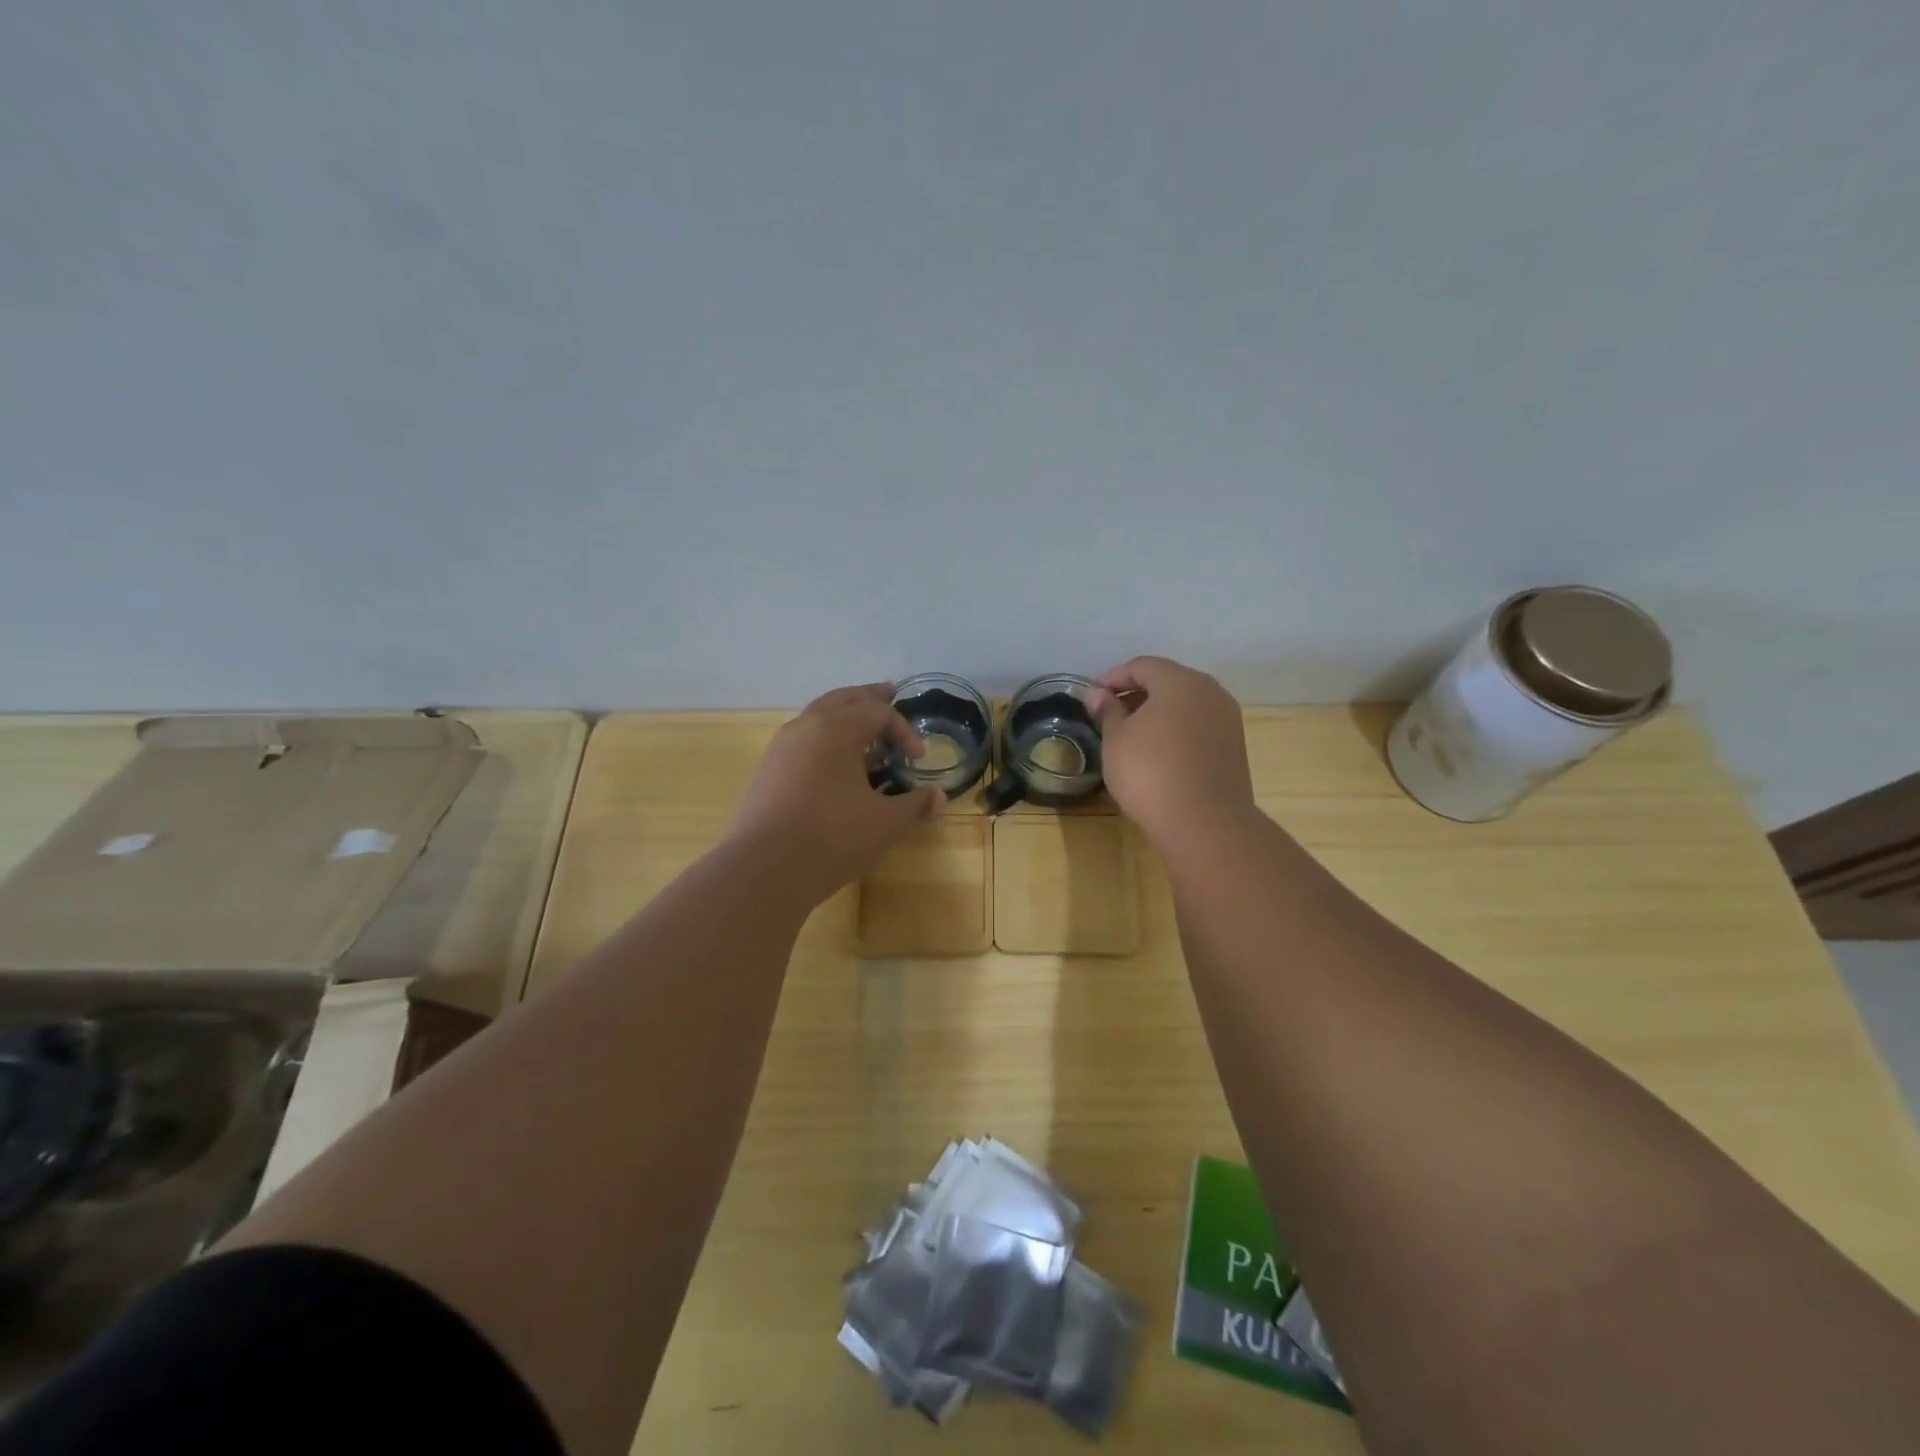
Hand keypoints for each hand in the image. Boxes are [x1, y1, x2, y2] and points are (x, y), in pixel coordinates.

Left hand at [727, 683, 944, 900]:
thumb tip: (939, 797)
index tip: (917, 758)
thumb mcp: (884, 824)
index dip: (904, 731)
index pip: (878, 713)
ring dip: (845, 716)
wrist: (763, 870)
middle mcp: (805, 727)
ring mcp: (781, 747)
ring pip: (818, 715)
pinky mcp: (768, 769)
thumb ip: (914, 804)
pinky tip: (836, 763)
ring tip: (865, 730)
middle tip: (890, 693)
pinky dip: (825, 737)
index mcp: (836, 729)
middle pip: (843, 699)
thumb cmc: (831, 838)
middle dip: (870, 699)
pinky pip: (803, 738)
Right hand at [1087, 656, 1256, 849]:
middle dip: (1136, 693)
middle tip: (1109, 714)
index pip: (1141, 665)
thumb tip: (1097, 694)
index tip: (1092, 698)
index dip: (1112, 677)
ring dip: (1157, 712)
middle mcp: (1210, 691)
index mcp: (1180, 681)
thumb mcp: (1116, 740)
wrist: (1205, 823)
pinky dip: (1176, 729)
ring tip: (1131, 735)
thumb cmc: (1151, 773)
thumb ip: (1107, 711)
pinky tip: (1158, 752)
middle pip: (1167, 681)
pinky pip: (1198, 725)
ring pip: (1185, 704)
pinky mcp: (1233, 746)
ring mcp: (1227, 719)